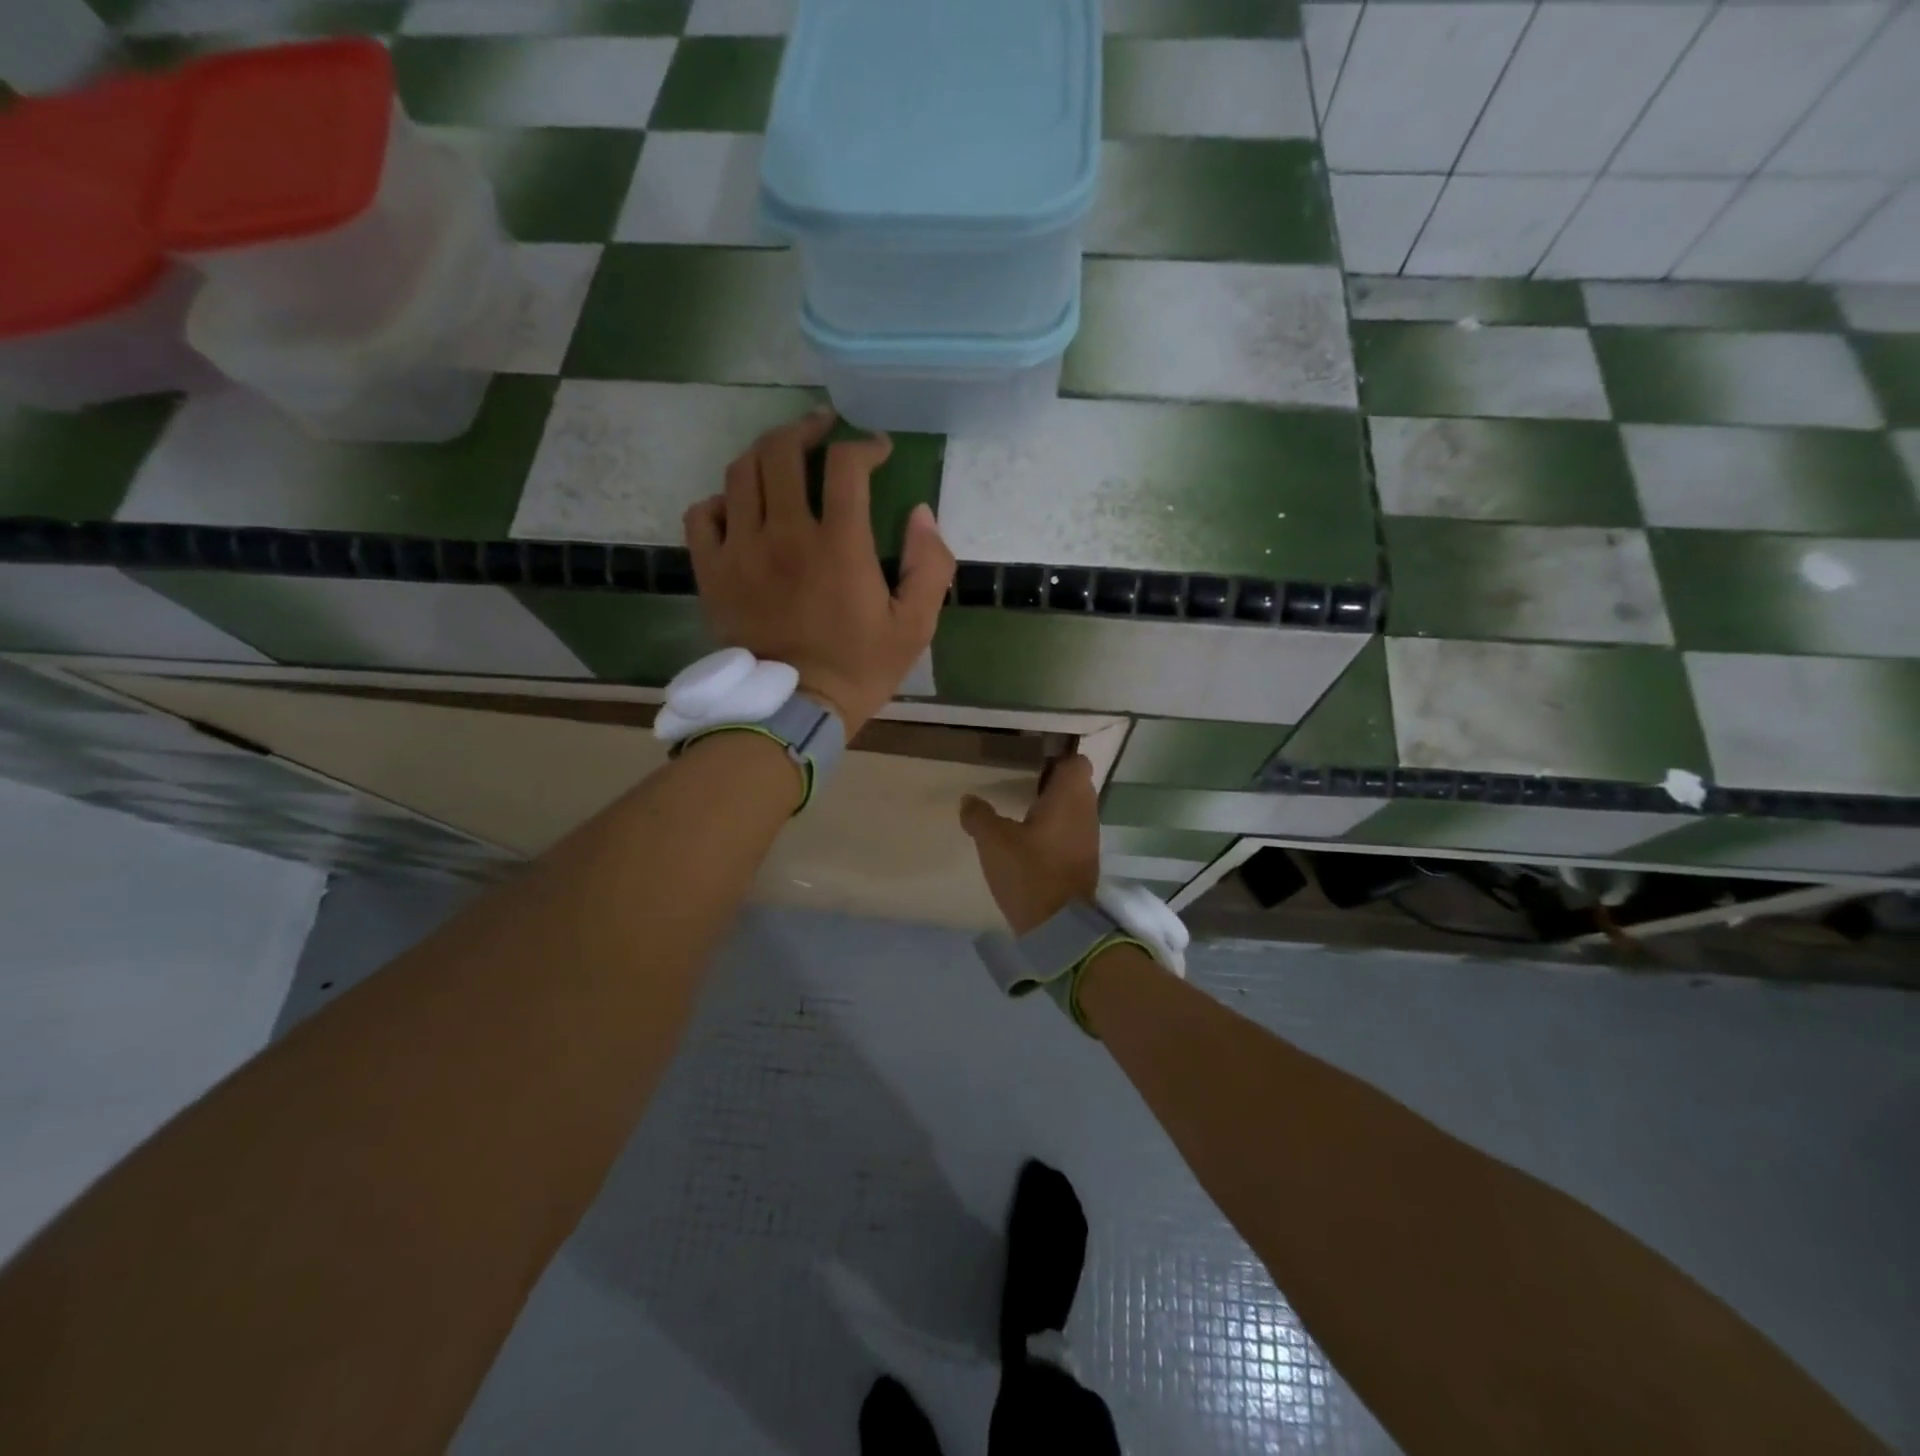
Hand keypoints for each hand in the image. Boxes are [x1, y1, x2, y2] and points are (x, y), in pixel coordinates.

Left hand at [684, 407, 954, 735]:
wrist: (793, 710)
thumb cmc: (859, 669)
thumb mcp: (914, 627)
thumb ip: (929, 566)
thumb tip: (920, 513)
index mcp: (838, 546)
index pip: (846, 467)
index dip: (865, 446)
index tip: (877, 450)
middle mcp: (784, 535)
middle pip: (781, 451)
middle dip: (806, 428)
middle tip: (823, 429)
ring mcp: (741, 551)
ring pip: (740, 472)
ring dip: (765, 453)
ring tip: (783, 456)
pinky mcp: (712, 572)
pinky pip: (703, 514)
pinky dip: (721, 500)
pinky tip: (740, 507)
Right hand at [960, 754, 1100, 934]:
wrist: (1060, 928)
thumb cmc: (1030, 872)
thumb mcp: (993, 842)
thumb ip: (979, 816)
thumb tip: (968, 800)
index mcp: (1069, 797)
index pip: (1075, 762)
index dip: (1055, 759)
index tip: (1030, 765)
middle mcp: (1086, 811)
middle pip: (1075, 784)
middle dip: (1051, 783)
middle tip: (1020, 787)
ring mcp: (1089, 837)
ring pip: (1074, 809)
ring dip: (1053, 809)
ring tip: (1021, 814)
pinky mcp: (1085, 860)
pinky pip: (1072, 832)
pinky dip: (1055, 831)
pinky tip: (1030, 842)